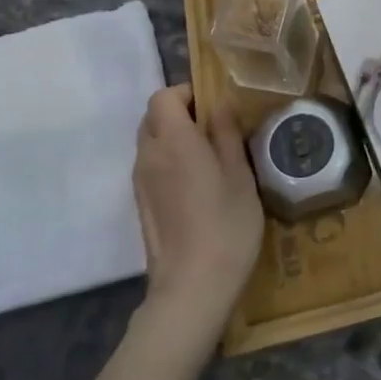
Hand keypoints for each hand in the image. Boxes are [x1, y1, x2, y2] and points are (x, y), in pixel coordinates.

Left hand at [134, 85, 263, 330]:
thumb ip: (227, 135)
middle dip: (180, 113)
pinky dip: (169, 162)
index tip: (215, 107)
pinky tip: (197, 185)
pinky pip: (151, 167)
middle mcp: (149, 156)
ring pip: (150, 142)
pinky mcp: (142, 205)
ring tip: (210, 158)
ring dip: (174, 138)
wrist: (193, 286)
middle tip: (215, 130)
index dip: (187, 93)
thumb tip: (220, 105)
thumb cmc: (226, 224)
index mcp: (174, 141)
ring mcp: (141, 182)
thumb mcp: (240, 174)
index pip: (163, 97)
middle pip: (152, 117)